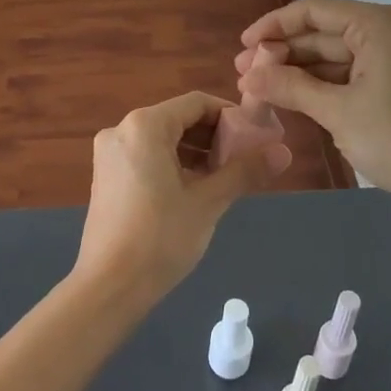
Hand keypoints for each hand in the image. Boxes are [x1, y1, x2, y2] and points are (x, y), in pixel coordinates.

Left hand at [74, 91, 291, 305]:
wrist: (109, 286)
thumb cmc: (161, 238)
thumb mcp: (208, 202)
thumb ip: (245, 171)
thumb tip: (285, 152)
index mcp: (144, 126)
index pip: (196, 104)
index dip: (230, 116)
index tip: (256, 136)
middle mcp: (121, 130)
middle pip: (177, 119)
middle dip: (213, 136)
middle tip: (245, 159)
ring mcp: (110, 153)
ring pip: (162, 139)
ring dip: (194, 152)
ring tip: (224, 177)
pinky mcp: (106, 176)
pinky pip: (146, 156)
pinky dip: (172, 164)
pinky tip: (194, 189)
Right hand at [236, 0, 390, 212]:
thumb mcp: (337, 112)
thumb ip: (289, 87)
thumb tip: (248, 77)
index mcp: (378, 25)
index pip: (313, 11)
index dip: (273, 26)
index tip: (243, 47)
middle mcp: (389, 31)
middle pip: (323, 32)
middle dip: (283, 53)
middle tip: (244, 74)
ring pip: (335, 55)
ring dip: (299, 71)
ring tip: (260, 88)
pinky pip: (351, 73)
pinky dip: (322, 84)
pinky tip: (292, 96)